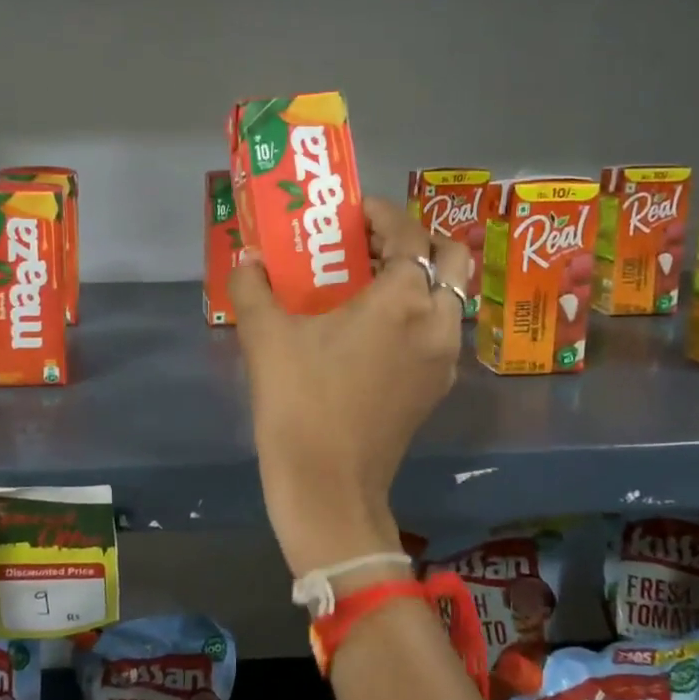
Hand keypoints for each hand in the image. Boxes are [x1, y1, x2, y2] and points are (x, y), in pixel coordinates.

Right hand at [229, 198, 470, 576]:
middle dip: (416, 241)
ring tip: (373, 284)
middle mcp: (437, 321)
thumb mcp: (265, 338)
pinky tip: (377, 329)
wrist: (327, 486)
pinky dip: (421, 312)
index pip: (409, 233)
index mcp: (402, 299)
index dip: (384, 214)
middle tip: (372, 246)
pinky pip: (441, 330)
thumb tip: (247, 259)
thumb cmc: (298, 402)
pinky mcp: (437, 387)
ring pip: (451, 296)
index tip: (355, 213)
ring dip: (422, 277)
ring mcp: (444, 357)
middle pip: (451, 258)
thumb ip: (252, 287)